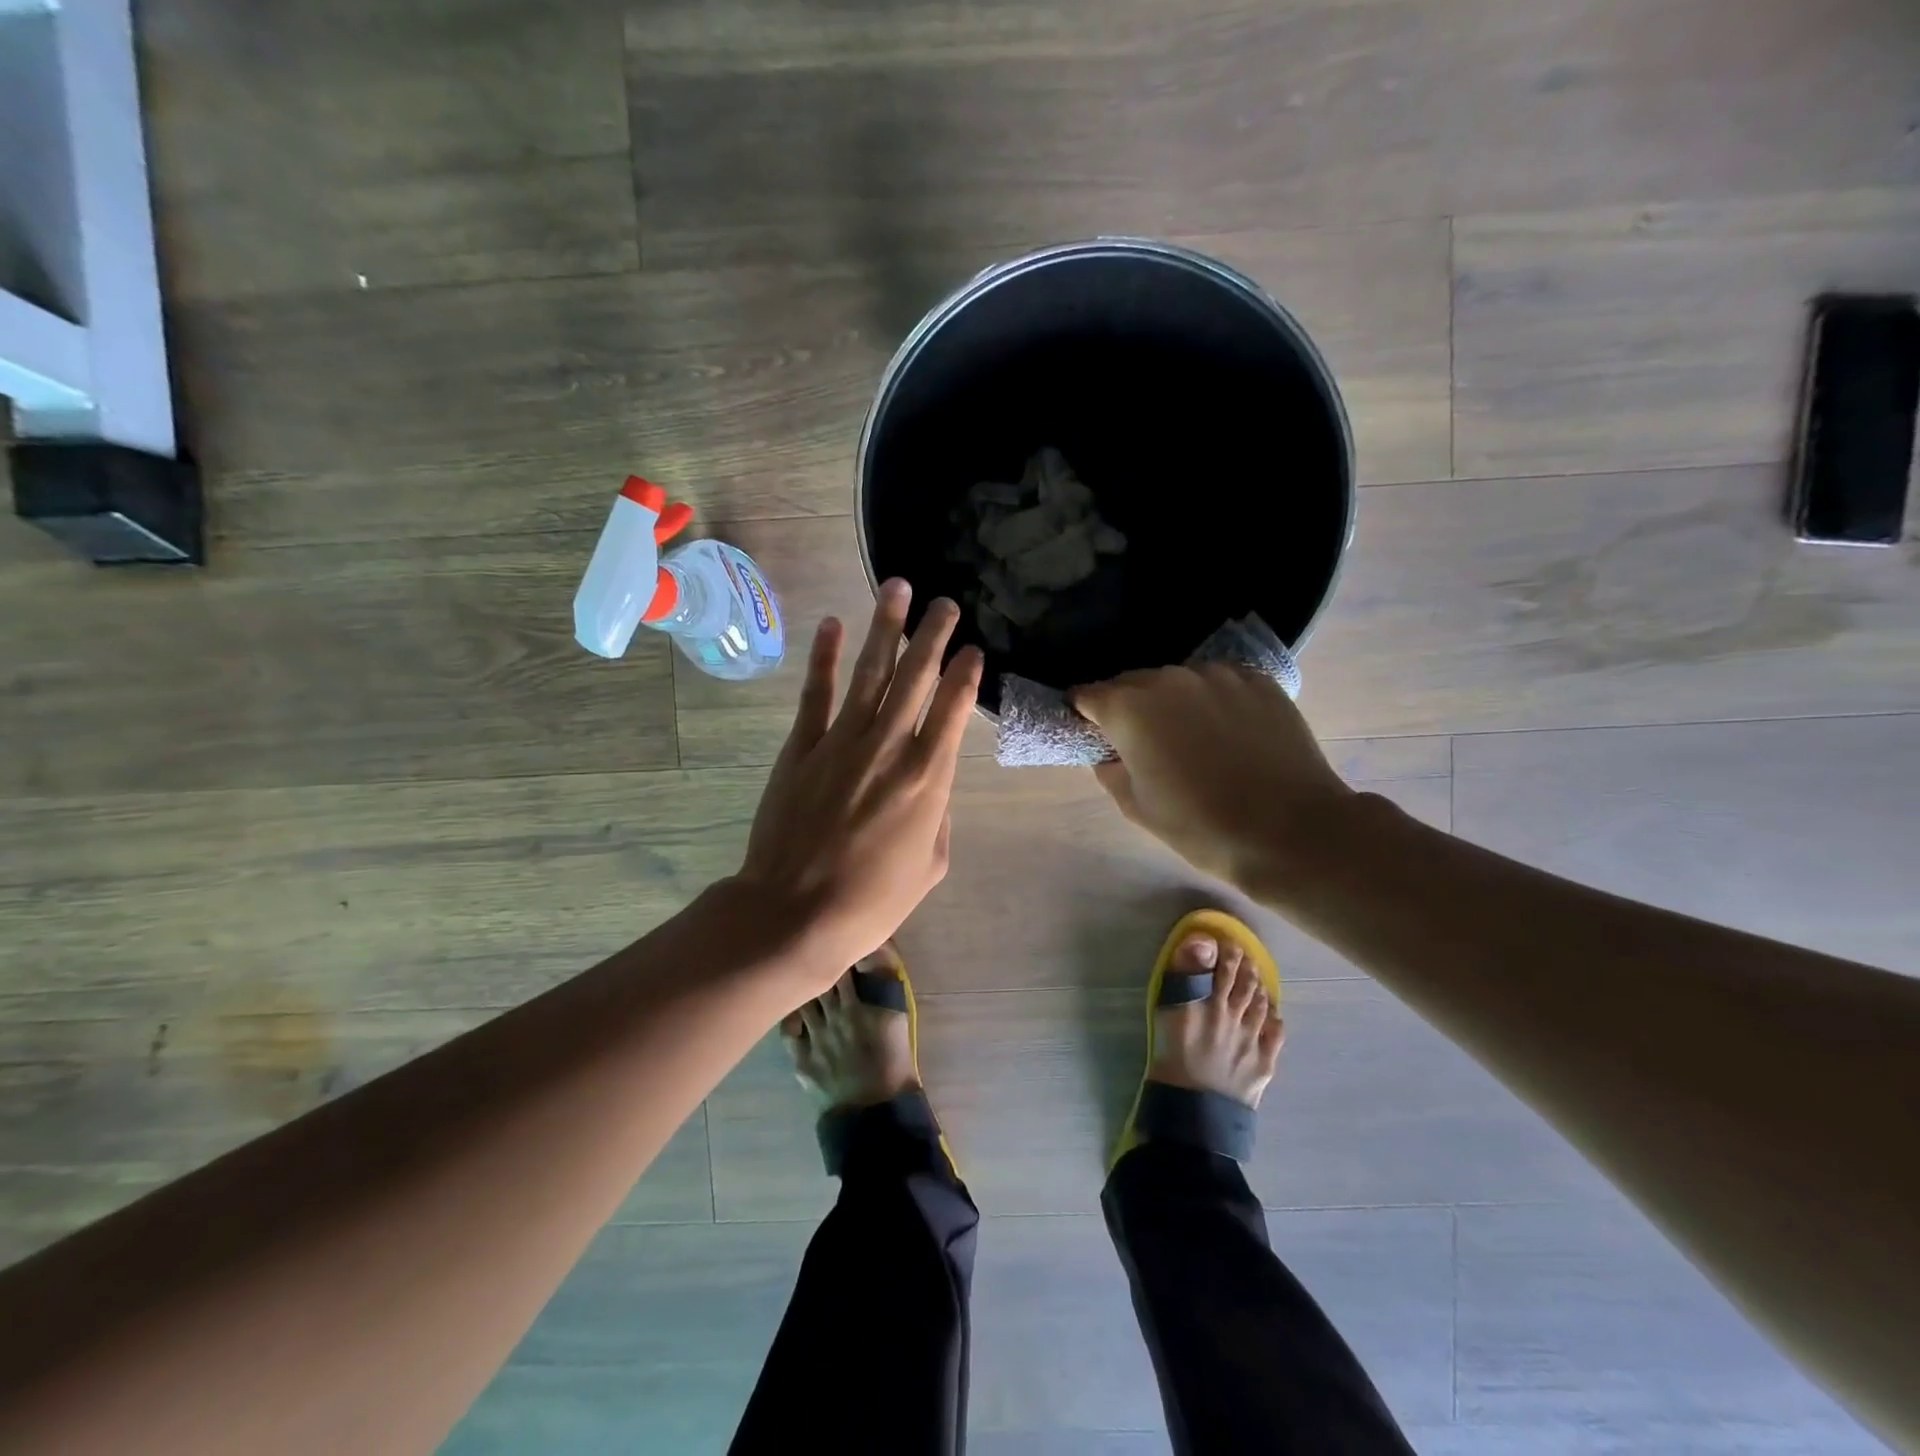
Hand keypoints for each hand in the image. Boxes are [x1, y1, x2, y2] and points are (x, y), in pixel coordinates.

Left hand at [734, 579, 981, 988]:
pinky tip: (834, 626)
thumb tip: (931, 786)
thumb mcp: (930, 866)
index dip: (966, 674)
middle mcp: (890, 746)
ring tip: (897, 588)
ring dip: (886, 629)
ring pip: (870, 673)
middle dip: (933, 635)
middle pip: (916, 678)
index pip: (954, 709)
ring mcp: (842, 741)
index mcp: (929, 778)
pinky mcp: (802, 747)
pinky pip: (816, 693)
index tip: (974, 649)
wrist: (795, 913)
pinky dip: (825, 658)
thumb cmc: (872, 900)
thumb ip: (938, 816)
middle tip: (945, 603)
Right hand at [1072, 664, 1354, 890]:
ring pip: (1177, 681)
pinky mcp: (1257, 679)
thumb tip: (1110, 751)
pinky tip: (1230, 733)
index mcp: (1128, 708)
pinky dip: (1213, 701)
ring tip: (1193, 739)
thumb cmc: (1201, 827)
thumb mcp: (1136, 807)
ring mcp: (1217, 674)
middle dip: (1128, 707)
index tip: (1095, 736)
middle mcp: (1168, 678)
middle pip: (1131, 683)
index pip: (1086, 696)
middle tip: (1144, 744)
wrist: (1292, 831)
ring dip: (1173, 702)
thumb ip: (1110, 769)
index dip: (1085, 716)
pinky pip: (1219, 683)